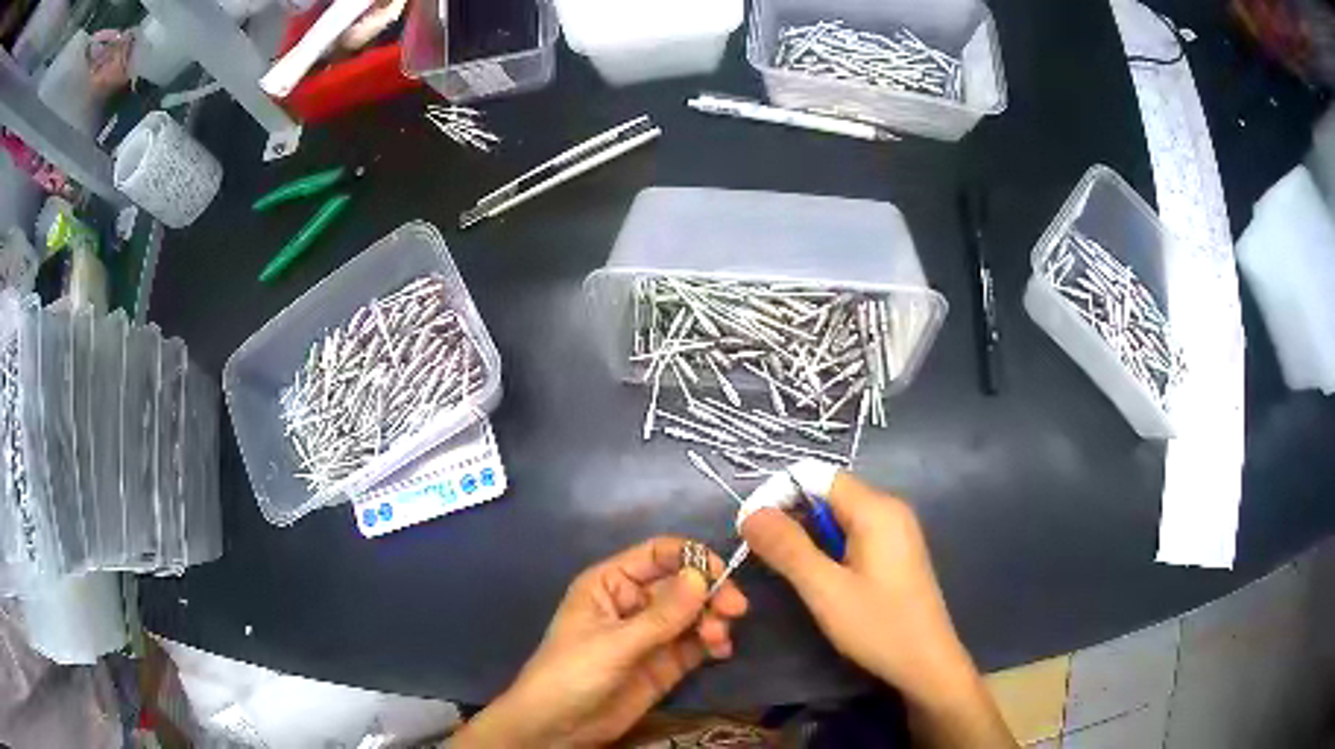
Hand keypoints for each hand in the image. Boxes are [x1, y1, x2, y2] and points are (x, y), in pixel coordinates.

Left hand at [453, 537, 749, 748]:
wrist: (558, 727)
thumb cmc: (572, 673)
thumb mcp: (615, 643)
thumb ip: (662, 615)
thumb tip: (702, 576)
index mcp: (611, 584)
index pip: (658, 555)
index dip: (692, 558)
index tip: (723, 574)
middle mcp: (634, 603)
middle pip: (683, 584)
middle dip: (710, 593)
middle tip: (735, 611)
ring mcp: (651, 634)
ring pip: (694, 614)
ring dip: (713, 620)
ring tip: (719, 640)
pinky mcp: (664, 663)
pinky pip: (696, 643)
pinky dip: (713, 642)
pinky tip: (721, 651)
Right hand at [741, 473, 1012, 747]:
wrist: (927, 664)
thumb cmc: (878, 626)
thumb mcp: (825, 590)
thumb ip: (788, 548)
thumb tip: (750, 512)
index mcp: (877, 509)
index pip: (817, 476)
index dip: (779, 495)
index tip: (750, 529)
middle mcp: (890, 509)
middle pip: (829, 494)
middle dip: (792, 516)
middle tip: (762, 553)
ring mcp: (896, 530)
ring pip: (839, 516)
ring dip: (808, 535)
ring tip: (786, 569)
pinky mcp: (896, 552)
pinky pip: (853, 533)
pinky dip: (828, 547)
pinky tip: (819, 577)